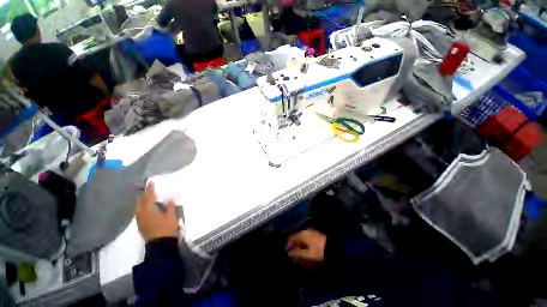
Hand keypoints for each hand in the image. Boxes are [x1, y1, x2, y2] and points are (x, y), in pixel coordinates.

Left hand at [136, 182, 179, 241]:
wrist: (160, 244)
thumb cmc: (167, 228)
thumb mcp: (171, 215)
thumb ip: (169, 206)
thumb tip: (168, 200)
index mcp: (149, 210)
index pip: (149, 197)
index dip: (150, 189)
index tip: (151, 182)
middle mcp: (141, 213)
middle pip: (140, 201)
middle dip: (144, 195)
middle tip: (150, 190)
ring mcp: (140, 220)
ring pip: (139, 207)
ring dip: (143, 201)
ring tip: (149, 198)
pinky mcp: (141, 225)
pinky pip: (140, 212)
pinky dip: (143, 207)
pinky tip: (148, 208)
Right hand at [285, 229, 326, 267]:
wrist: (333, 247)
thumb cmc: (319, 251)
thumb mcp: (307, 254)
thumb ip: (297, 254)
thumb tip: (289, 253)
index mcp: (302, 234)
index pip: (291, 238)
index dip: (288, 244)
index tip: (286, 251)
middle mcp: (306, 231)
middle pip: (296, 237)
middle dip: (294, 246)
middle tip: (292, 254)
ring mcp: (311, 232)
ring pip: (302, 238)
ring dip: (299, 246)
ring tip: (299, 254)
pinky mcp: (316, 235)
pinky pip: (307, 239)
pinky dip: (304, 244)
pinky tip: (306, 250)